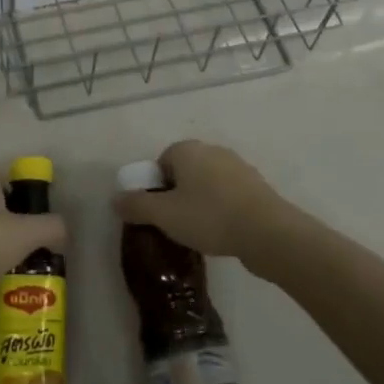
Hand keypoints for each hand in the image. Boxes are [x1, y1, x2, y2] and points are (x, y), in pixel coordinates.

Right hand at [112, 141, 291, 260]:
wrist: (268, 233)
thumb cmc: (209, 217)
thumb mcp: (164, 215)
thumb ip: (136, 206)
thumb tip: (115, 200)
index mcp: (187, 150)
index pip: (161, 161)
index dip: (156, 187)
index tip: (158, 212)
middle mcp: (212, 150)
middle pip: (184, 171)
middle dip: (177, 194)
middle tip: (175, 223)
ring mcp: (238, 166)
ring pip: (208, 183)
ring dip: (200, 202)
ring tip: (199, 231)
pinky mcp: (257, 186)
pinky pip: (228, 195)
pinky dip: (222, 209)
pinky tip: (223, 232)